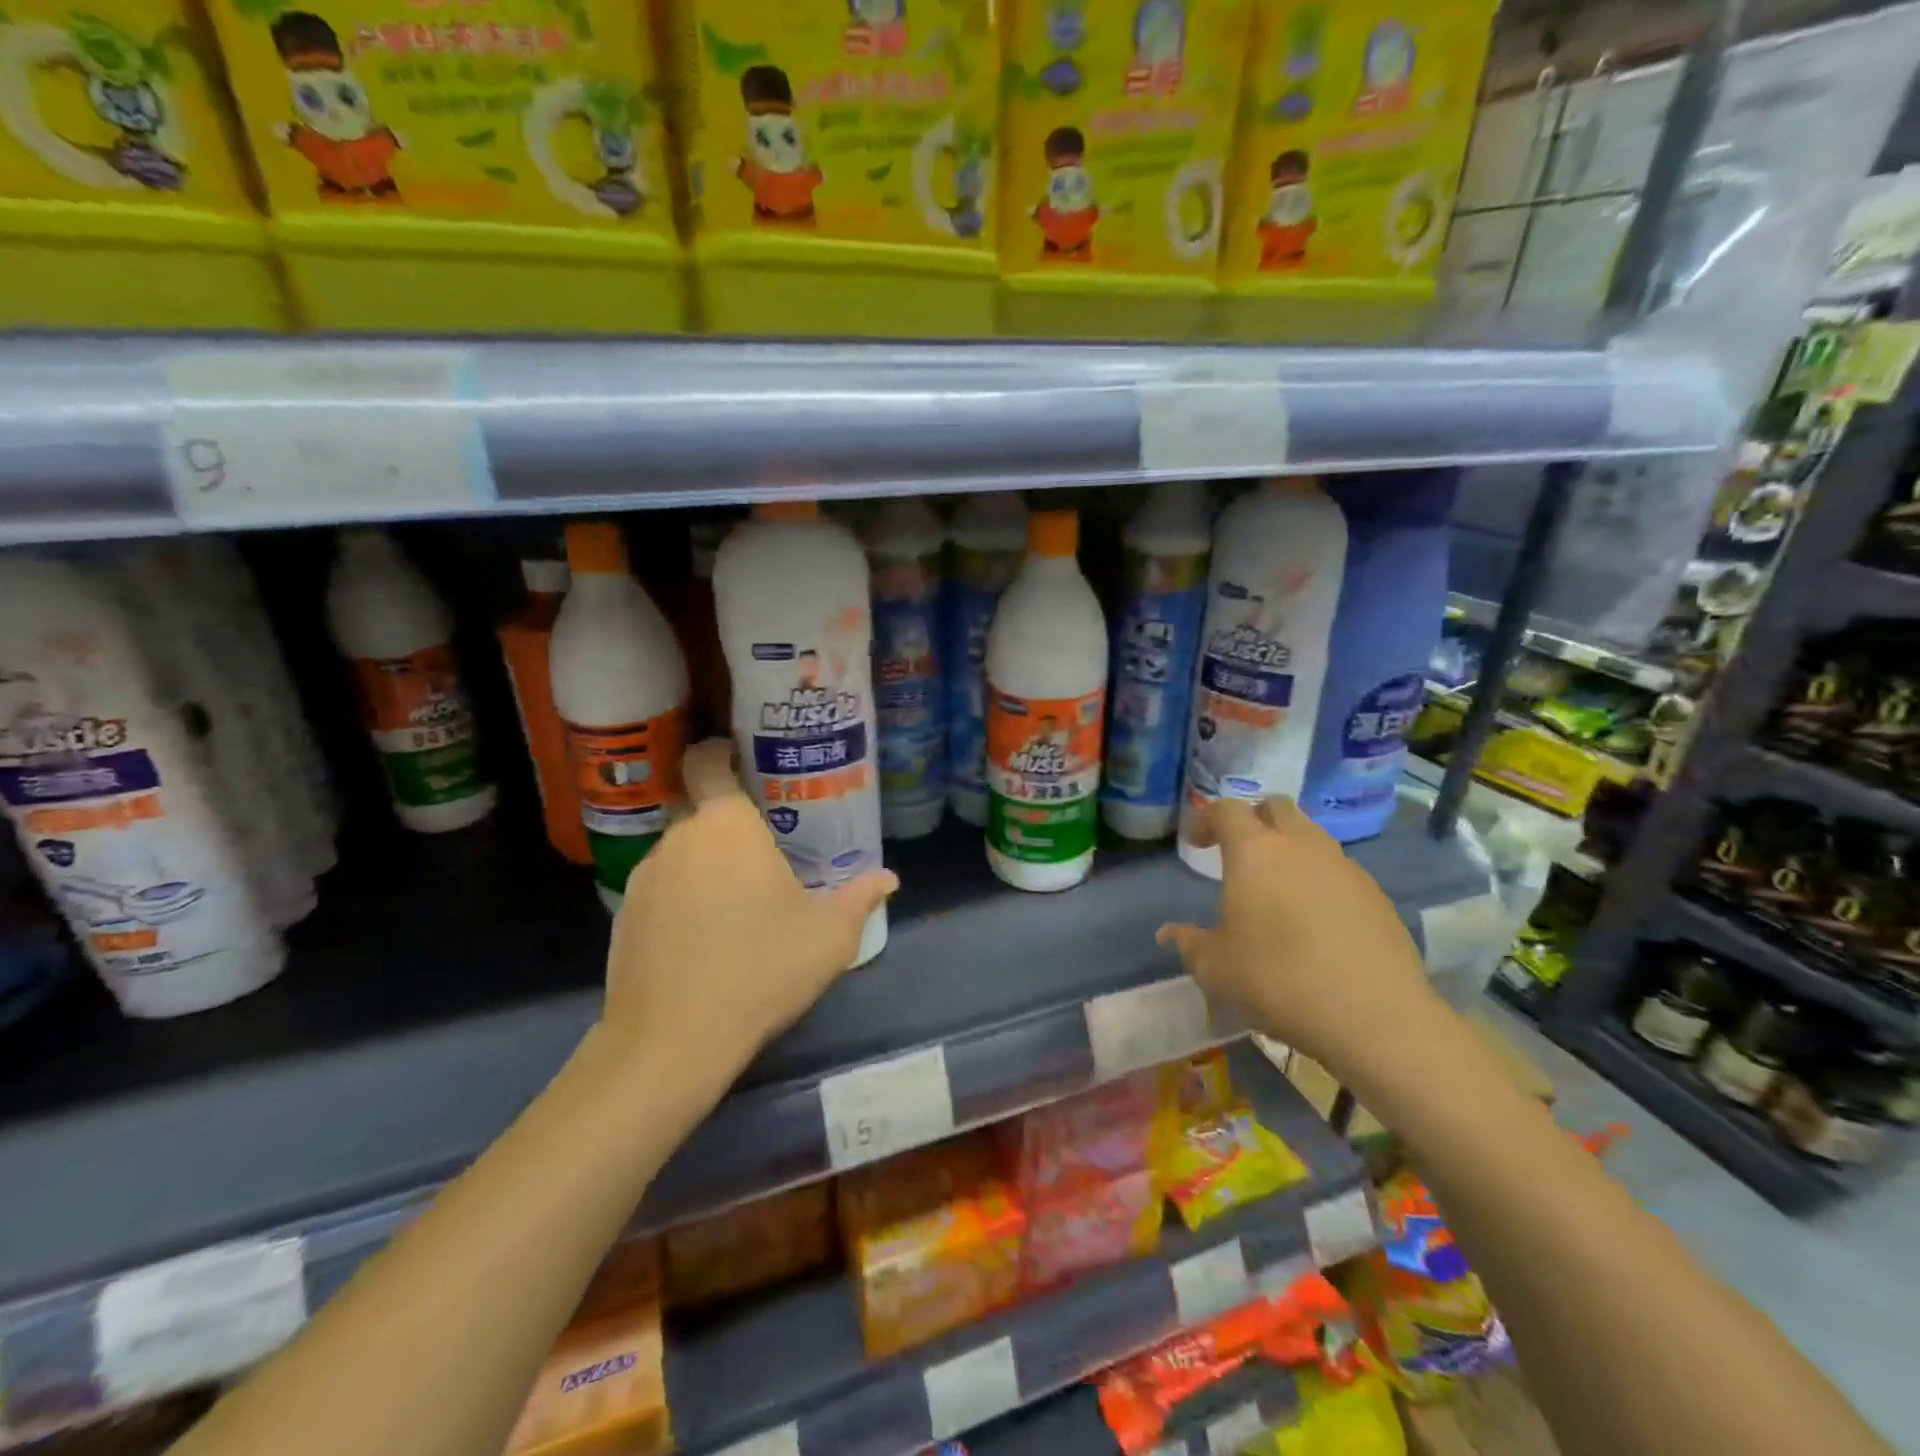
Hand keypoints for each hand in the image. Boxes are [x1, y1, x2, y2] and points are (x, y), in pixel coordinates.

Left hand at [598, 739, 897, 1082]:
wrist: (672, 1039)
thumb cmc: (761, 969)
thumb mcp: (829, 937)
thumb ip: (860, 898)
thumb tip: (888, 879)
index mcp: (728, 825)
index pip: (710, 762)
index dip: (722, 754)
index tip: (746, 765)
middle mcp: (680, 837)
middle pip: (702, 811)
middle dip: (730, 825)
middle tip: (765, 853)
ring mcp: (645, 875)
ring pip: (682, 851)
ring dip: (706, 864)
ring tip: (737, 903)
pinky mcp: (623, 913)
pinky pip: (661, 887)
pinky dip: (682, 897)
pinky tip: (704, 937)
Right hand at [1156, 798, 1441, 1089]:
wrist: (1375, 1017)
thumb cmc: (1278, 980)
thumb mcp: (1215, 968)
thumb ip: (1188, 943)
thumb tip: (1170, 933)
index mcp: (1255, 852)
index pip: (1227, 810)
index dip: (1207, 819)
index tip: (1197, 843)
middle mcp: (1301, 846)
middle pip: (1276, 808)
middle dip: (1253, 821)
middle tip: (1239, 853)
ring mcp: (1345, 868)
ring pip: (1312, 837)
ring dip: (1289, 849)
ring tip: (1277, 889)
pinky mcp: (1376, 896)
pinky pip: (1339, 871)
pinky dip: (1319, 880)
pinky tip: (1315, 921)